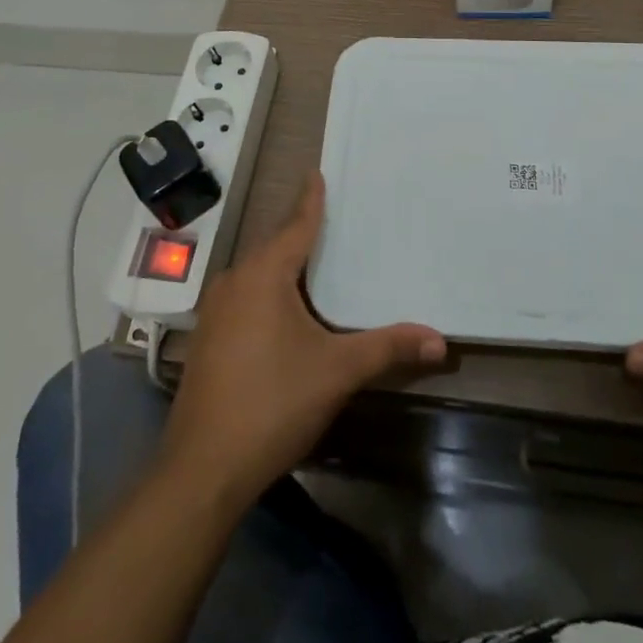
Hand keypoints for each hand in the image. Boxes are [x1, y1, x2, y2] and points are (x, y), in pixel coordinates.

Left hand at [158, 172, 446, 508]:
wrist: (203, 470)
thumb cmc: (273, 403)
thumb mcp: (337, 371)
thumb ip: (387, 348)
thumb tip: (440, 340)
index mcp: (263, 275)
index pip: (296, 225)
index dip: (310, 201)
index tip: (316, 173)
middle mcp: (234, 282)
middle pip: (275, 247)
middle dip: (301, 234)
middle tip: (331, 220)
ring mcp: (215, 312)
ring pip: (257, 275)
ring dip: (284, 266)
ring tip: (314, 261)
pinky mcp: (207, 340)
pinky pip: (245, 298)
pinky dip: (268, 292)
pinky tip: (285, 311)